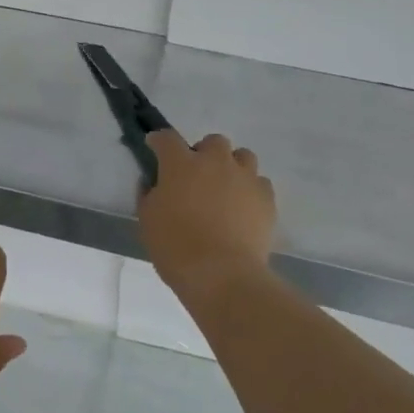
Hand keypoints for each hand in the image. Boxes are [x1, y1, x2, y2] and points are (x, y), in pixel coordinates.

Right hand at [139, 131, 277, 301]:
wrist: (221, 274)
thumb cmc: (175, 247)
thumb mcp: (147, 221)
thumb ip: (147, 195)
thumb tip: (152, 182)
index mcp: (181, 165)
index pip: (167, 139)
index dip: (159, 141)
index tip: (154, 146)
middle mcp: (215, 162)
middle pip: (213, 142)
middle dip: (203, 152)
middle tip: (196, 175)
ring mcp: (245, 178)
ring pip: (243, 156)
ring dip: (232, 166)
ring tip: (225, 187)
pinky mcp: (266, 198)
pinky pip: (259, 182)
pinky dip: (250, 189)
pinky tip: (243, 207)